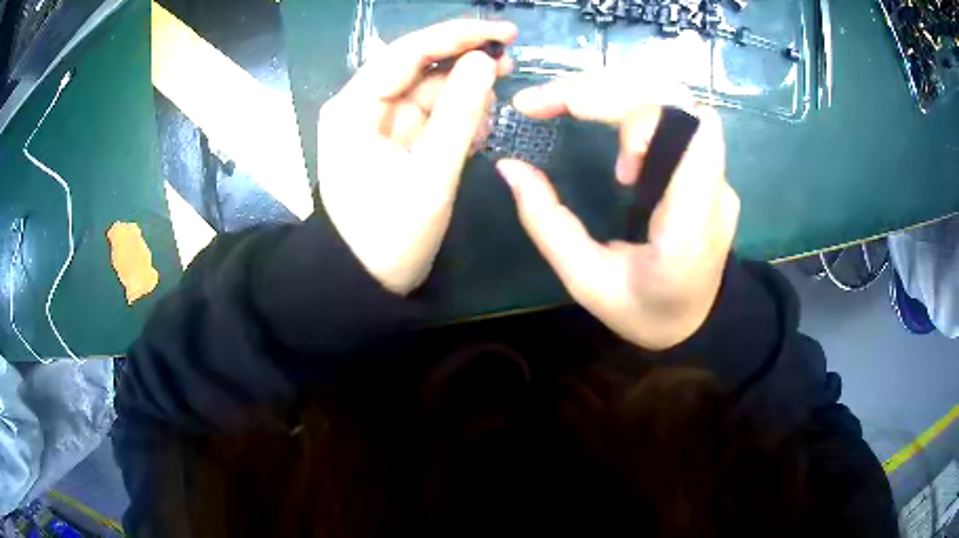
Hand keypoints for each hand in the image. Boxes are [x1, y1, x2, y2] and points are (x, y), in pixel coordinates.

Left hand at [318, 20, 516, 293]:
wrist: (366, 282)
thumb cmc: (390, 235)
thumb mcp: (431, 175)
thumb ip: (460, 114)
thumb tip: (486, 62)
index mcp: (356, 107)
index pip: (408, 51)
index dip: (458, 36)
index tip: (505, 33)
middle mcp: (363, 106)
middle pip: (420, 67)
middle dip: (465, 67)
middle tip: (509, 70)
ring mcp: (380, 123)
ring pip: (430, 91)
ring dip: (464, 98)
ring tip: (487, 122)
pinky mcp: (395, 140)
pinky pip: (431, 115)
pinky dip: (457, 120)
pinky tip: (475, 135)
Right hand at [496, 71, 739, 349]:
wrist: (696, 326)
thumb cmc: (644, 312)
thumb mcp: (586, 281)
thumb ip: (547, 222)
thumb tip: (509, 166)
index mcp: (690, 222)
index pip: (685, 126)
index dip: (629, 106)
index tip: (573, 116)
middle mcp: (714, 188)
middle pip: (673, 98)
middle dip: (603, 88)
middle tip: (546, 102)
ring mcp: (718, 176)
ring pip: (674, 98)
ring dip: (616, 93)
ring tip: (573, 111)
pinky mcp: (711, 170)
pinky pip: (674, 115)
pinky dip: (631, 106)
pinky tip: (609, 130)